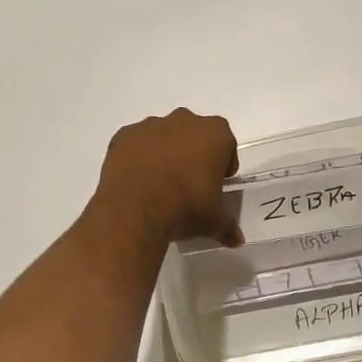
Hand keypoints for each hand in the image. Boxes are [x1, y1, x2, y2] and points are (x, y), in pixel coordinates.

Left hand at [88, 109, 241, 248]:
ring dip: (164, 153)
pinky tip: (136, 182)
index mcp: (215, 133)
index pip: (226, 145)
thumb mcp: (214, 222)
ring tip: (159, 185)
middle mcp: (184, 120)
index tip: (216, 184)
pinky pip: (136, 144)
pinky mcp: (124, 135)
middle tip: (188, 184)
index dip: (222, 164)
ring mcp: (150, 125)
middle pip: (194, 134)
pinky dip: (137, 157)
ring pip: (163, 136)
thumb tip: (236, 240)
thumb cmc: (186, 207)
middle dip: (193, 154)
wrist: (136, 210)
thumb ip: (227, 226)